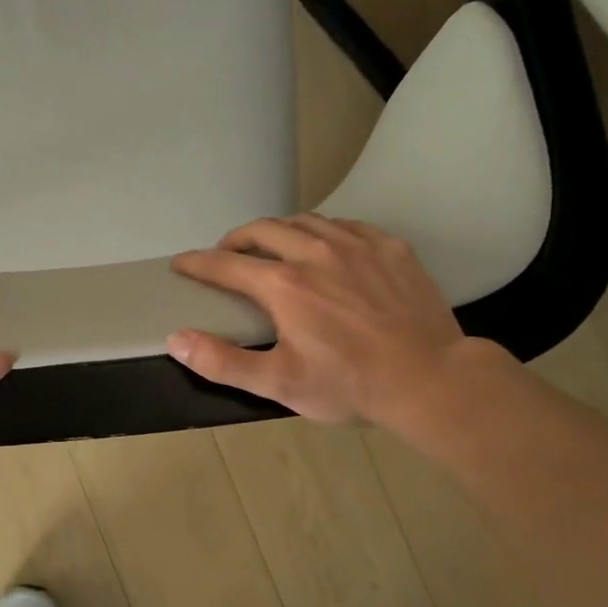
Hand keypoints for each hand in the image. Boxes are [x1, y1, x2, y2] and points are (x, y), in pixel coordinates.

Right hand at [168, 215, 486, 427]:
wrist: (431, 380)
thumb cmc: (349, 385)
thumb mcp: (279, 383)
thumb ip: (222, 362)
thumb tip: (177, 339)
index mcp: (283, 285)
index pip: (225, 264)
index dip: (197, 263)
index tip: (181, 264)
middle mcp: (315, 253)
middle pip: (263, 229)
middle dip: (235, 239)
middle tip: (227, 255)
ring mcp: (356, 245)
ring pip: (304, 221)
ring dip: (277, 231)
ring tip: (271, 248)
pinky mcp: (390, 247)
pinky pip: (344, 225)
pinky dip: (320, 232)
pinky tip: (323, 249)